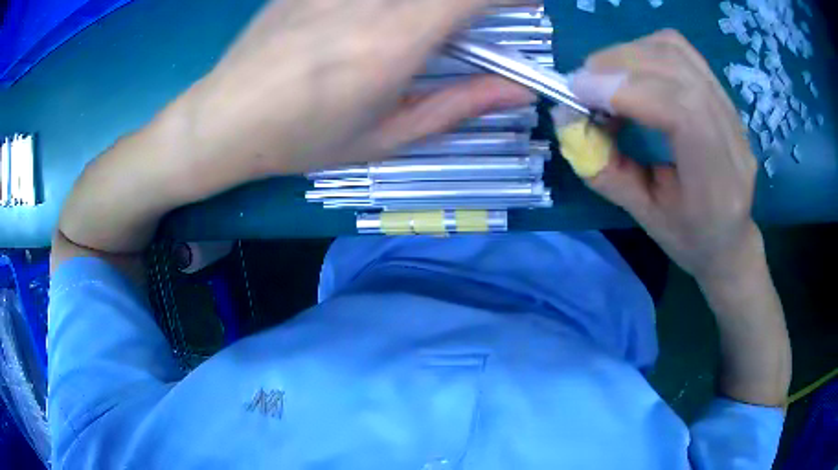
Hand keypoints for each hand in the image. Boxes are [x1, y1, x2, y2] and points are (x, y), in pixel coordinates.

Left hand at [166, 0, 534, 200]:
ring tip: (416, 33)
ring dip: (429, 2)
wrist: (223, 119)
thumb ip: (458, 106)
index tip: (529, 1)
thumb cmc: (302, 138)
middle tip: (473, 18)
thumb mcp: (386, 137)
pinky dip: (391, 3)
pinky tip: (370, 25)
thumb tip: (517, 89)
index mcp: (396, 39)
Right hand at [567, 30, 760, 283]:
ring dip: (629, 53)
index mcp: (717, 185)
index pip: (683, 113)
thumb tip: (566, 116)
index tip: (580, 93)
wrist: (730, 237)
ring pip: (678, 52)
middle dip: (619, 66)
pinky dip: (645, 50)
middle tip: (583, 83)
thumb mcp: (642, 216)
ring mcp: (733, 111)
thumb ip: (604, 168)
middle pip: (678, 71)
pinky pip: (682, 52)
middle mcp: (733, 140)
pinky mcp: (724, 95)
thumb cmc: (688, 237)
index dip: (628, 91)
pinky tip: (630, 71)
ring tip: (603, 76)